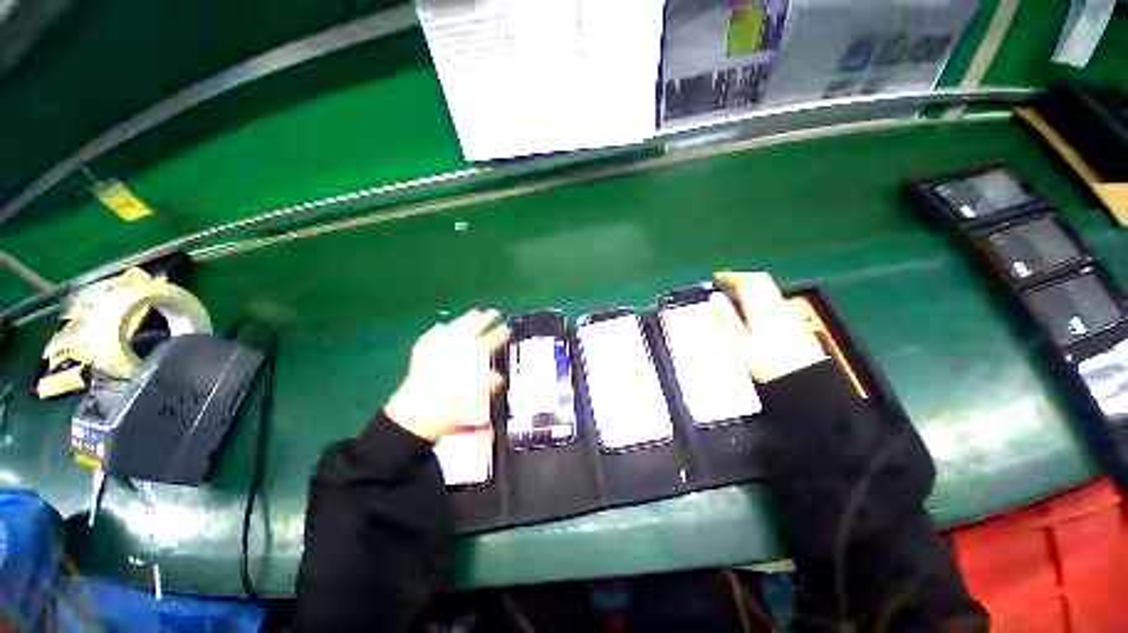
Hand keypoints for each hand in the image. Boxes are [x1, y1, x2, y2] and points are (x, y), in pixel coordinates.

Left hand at [384, 309, 510, 440]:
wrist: (408, 424)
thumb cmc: (440, 416)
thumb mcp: (467, 405)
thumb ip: (484, 387)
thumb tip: (498, 376)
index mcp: (462, 365)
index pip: (484, 345)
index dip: (497, 336)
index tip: (507, 329)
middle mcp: (447, 356)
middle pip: (467, 334)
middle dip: (482, 322)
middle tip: (493, 312)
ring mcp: (432, 356)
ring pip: (449, 334)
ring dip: (462, 322)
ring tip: (473, 313)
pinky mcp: (419, 362)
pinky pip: (426, 343)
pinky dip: (433, 334)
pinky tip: (439, 327)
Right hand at [711, 271, 826, 382]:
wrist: (806, 379)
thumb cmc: (768, 363)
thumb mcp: (739, 343)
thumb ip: (726, 318)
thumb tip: (714, 298)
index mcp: (761, 308)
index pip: (746, 282)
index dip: (731, 277)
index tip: (718, 277)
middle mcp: (778, 304)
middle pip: (761, 280)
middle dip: (743, 277)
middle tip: (727, 281)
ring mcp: (790, 311)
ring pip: (770, 289)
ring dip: (753, 286)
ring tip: (737, 297)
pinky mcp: (797, 320)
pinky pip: (776, 300)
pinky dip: (762, 297)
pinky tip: (755, 311)